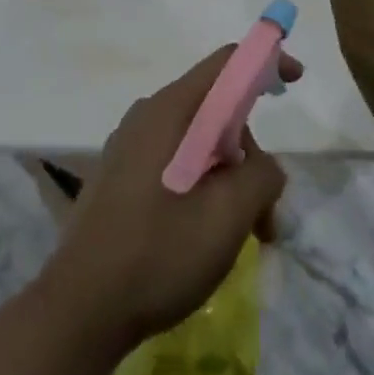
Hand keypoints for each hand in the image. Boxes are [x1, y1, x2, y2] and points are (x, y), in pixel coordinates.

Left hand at [46, 45, 302, 345]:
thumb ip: (261, 176)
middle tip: (265, 215)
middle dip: (250, 153)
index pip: (226, 63)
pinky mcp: (119, 177)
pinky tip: (204, 236)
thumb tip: (264, 167)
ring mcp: (129, 146)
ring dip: (228, 180)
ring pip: (197, 142)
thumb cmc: (157, 254)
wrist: (78, 312)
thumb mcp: (227, 216)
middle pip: (215, 110)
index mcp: (171, 110)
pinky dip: (202, 187)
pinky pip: (174, 163)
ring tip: (242, 239)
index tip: (295, 80)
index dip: (265, 62)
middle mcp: (147, 115)